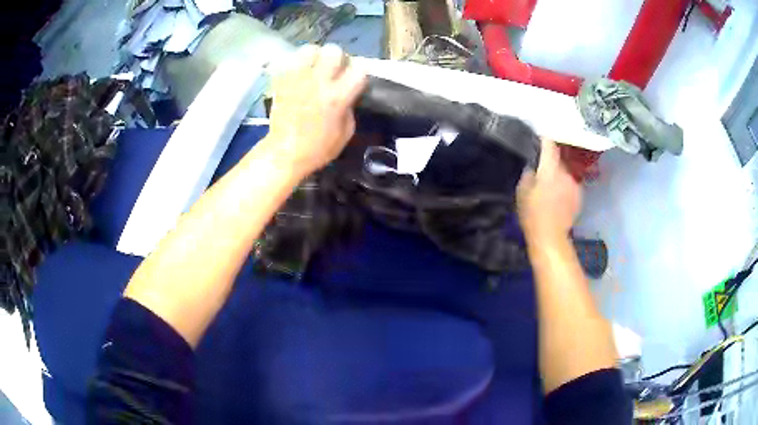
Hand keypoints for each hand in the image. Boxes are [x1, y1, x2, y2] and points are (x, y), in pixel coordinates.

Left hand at [265, 44, 366, 177]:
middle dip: (338, 59)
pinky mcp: (282, 82)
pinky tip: (298, 74)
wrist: (285, 153)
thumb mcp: (346, 133)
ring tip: (313, 68)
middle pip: (334, 51)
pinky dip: (296, 63)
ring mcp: (297, 80)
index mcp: (338, 97)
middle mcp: (318, 83)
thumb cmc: (318, 148)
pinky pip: (289, 60)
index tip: (355, 80)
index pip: (359, 69)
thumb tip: (348, 94)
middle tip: (334, 70)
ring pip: (310, 50)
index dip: (359, 73)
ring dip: (315, 57)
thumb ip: (350, 107)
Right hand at [516, 138, 582, 240]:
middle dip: (551, 161)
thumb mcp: (522, 191)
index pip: (549, 144)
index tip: (538, 137)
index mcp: (550, 169)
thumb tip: (533, 165)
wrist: (550, 237)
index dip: (543, 139)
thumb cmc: (532, 214)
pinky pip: (570, 184)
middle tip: (541, 168)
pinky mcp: (579, 195)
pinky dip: (565, 186)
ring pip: (565, 172)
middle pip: (558, 158)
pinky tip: (559, 196)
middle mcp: (565, 172)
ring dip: (558, 174)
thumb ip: (528, 173)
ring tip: (550, 185)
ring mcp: (574, 184)